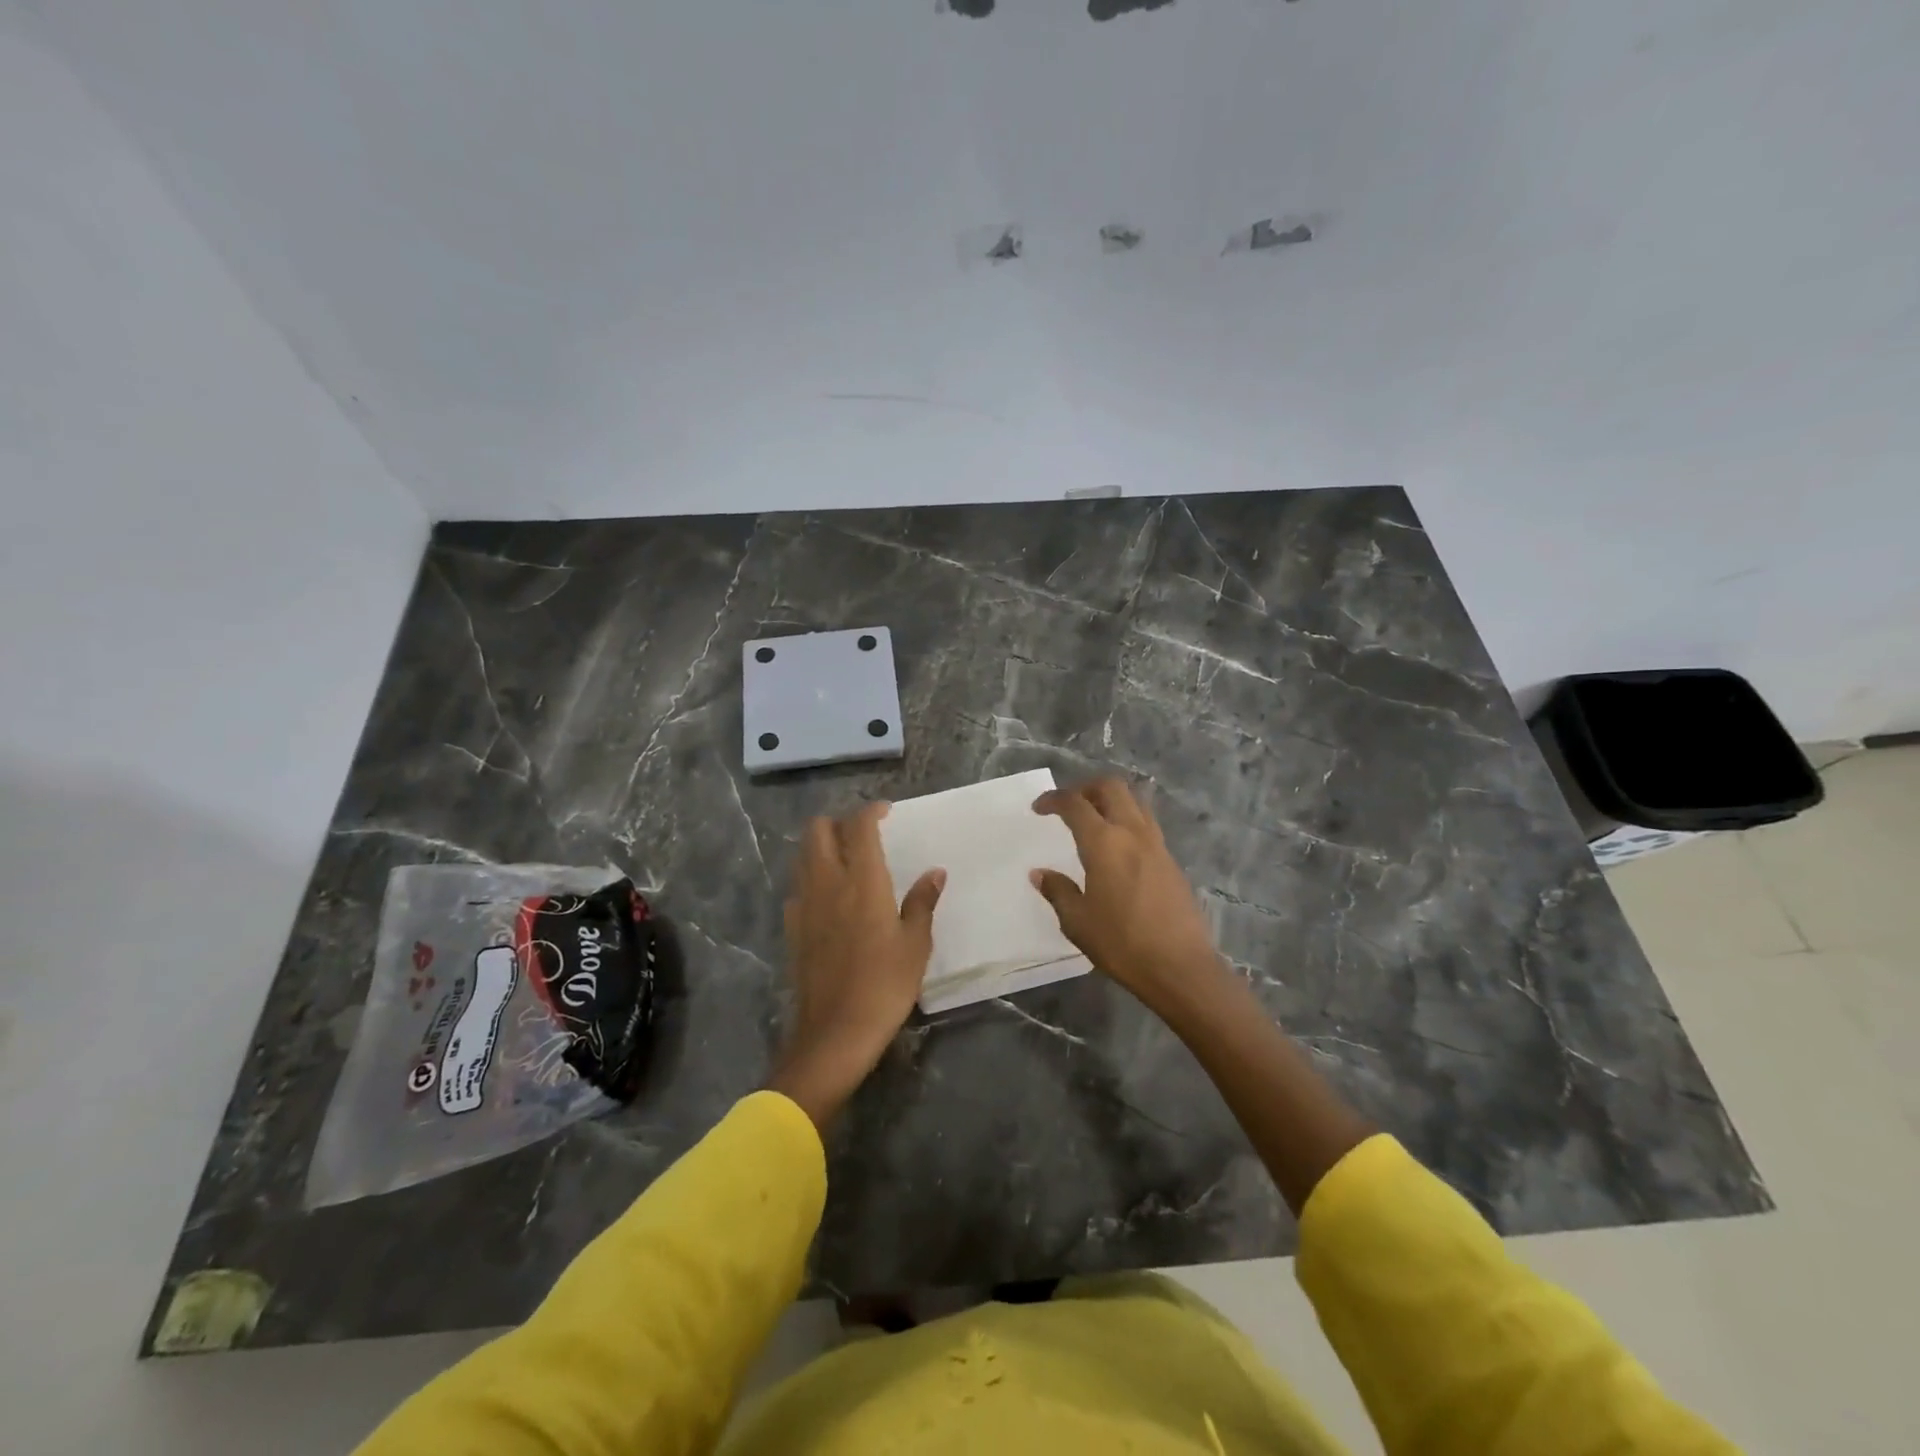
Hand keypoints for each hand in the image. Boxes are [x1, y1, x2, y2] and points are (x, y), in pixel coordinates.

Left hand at [767, 802, 944, 1130]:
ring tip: (847, 860)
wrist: (834, 1032)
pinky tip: (830, 898)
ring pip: (803, 855)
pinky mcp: (792, 927)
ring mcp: (804, 904)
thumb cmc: (884, 985)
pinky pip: (798, 886)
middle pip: (818, 829)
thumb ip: (922, 903)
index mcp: (862, 880)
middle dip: (839, 822)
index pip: (859, 826)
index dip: (871, 811)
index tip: (886, 813)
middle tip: (864, 835)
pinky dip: (811, 878)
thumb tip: (935, 873)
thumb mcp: (915, 945)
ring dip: (822, 846)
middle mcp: (827, 882)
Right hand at [1031, 777, 1226, 1020]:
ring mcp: (1157, 845)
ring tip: (1094, 822)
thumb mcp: (1078, 922)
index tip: (1039, 808)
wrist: (1181, 966)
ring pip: (1134, 802)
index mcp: (1104, 843)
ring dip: (1111, 801)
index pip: (1075, 804)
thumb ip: (1058, 891)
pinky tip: (1117, 850)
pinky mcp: (1171, 861)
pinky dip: (1127, 822)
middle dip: (1086, 788)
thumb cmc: (1122, 944)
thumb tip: (1040, 873)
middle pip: (1111, 787)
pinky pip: (1146, 825)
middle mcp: (1133, 833)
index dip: (1053, 799)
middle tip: (1069, 806)